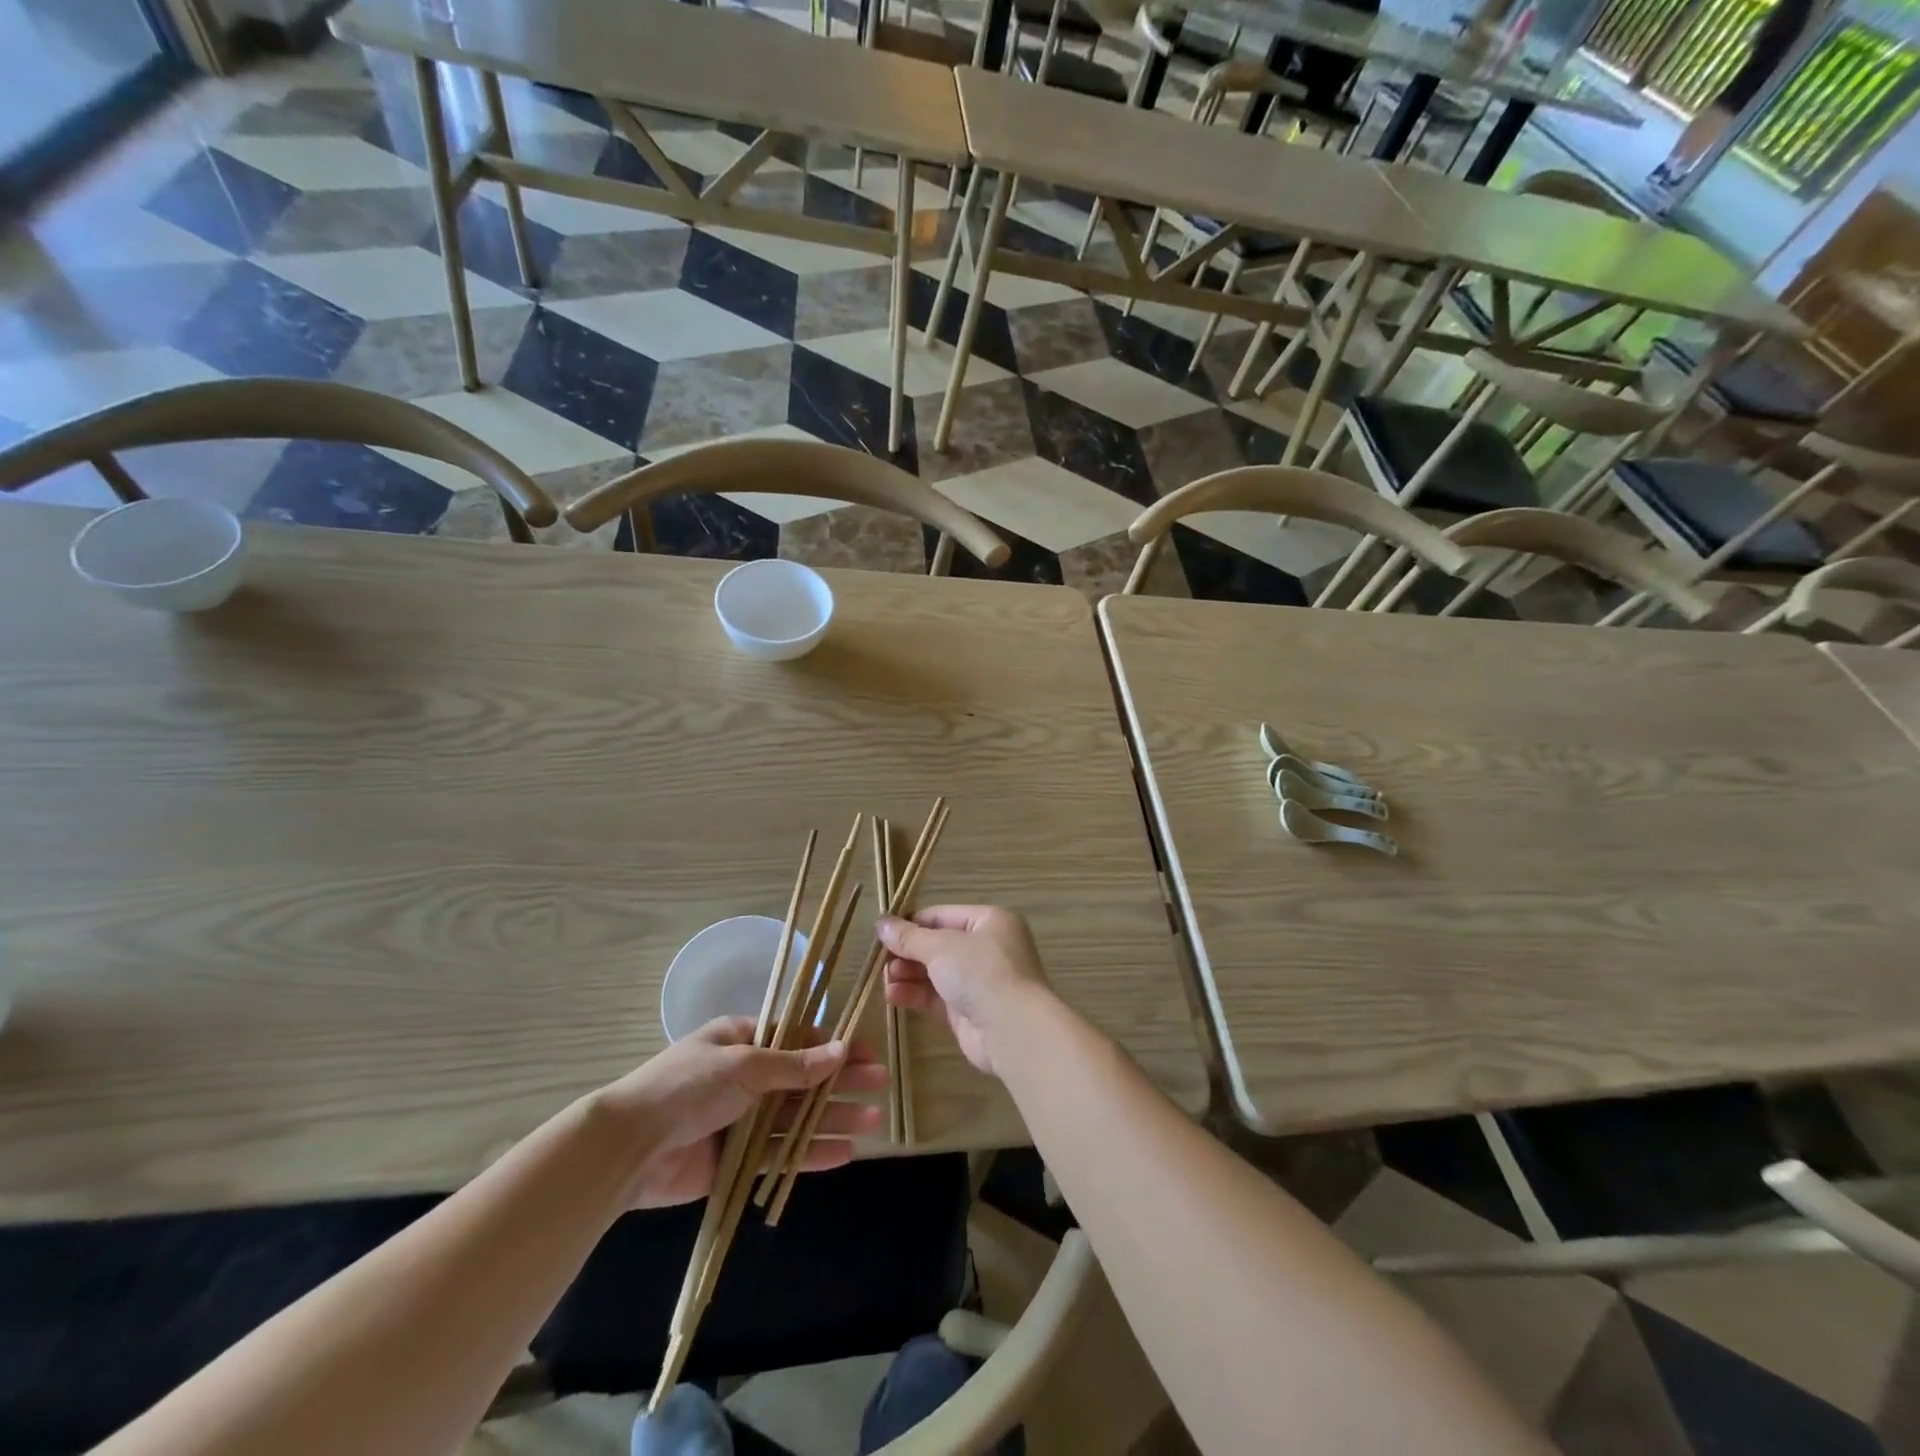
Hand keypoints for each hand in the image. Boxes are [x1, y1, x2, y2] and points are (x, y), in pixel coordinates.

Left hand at [598, 1018, 886, 1207]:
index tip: (867, 1053)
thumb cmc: (687, 1087)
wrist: (629, 1148)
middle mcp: (745, 1076)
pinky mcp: (736, 1159)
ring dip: (833, 1118)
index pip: (798, 1038)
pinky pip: (780, 1152)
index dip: (833, 1045)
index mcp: (741, 1040)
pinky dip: (810, 1153)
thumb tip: (841, 1051)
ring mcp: (741, 1119)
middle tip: (880, 1086)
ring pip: (796, 1117)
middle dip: (841, 1082)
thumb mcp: (744, 1064)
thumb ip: (795, 1065)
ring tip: (873, 1122)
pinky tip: (844, 1154)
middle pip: (803, 1078)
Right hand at [877, 906, 1050, 1075]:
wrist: (1012, 1030)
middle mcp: (986, 947)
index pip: (942, 915)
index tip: (882, 933)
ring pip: (935, 972)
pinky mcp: (969, 1010)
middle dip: (907, 953)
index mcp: (989, 921)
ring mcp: (979, 980)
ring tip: (884, 980)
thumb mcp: (941, 947)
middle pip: (937, 944)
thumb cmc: (981, 973)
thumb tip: (881, 923)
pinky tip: (892, 996)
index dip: (911, 923)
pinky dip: (915, 994)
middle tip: (879, 961)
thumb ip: (909, 937)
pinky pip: (936, 997)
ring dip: (908, 974)